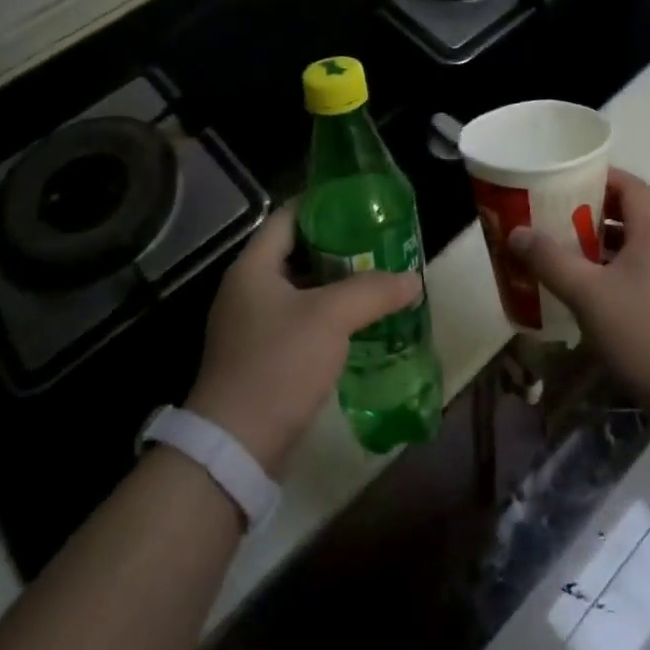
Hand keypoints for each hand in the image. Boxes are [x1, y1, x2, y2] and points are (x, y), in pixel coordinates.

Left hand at [186, 205, 420, 474]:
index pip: (288, 217)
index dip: (322, 204)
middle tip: (378, 241)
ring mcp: (252, 326)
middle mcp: (247, 290)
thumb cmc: (278, 364)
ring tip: (377, 278)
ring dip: (336, 284)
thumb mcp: (330, 318)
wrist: (236, 448)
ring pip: (301, 290)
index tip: (359, 202)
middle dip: (338, 246)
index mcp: (253, 267)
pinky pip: (300, 322)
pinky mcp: (262, 358)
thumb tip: (412, 280)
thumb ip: (373, 291)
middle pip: (296, 252)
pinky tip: (360, 323)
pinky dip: (328, 316)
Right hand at [509, 168, 649, 423]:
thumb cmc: (643, 333)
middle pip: (625, 214)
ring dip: (592, 244)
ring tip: (555, 248)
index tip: (565, 178)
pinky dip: (600, 273)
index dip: (600, 175)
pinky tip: (575, 290)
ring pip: (624, 247)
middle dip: (587, 210)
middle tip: (550, 213)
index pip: (630, 186)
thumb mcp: (588, 294)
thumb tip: (517, 232)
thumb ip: (551, 261)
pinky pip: (626, 275)